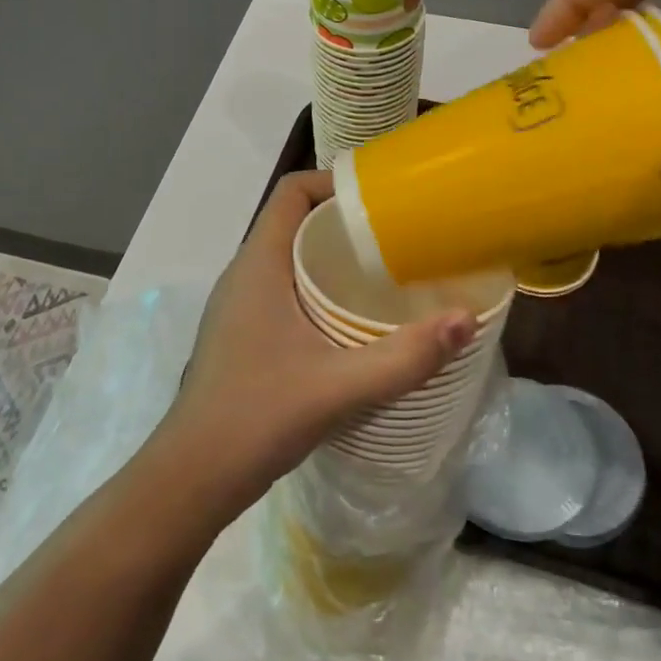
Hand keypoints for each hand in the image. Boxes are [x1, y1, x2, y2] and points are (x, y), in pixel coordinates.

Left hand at [152, 171, 474, 519]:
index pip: (291, 192)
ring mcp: (238, 306)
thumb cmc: (258, 416)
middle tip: (398, 239)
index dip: (333, 182)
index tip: (381, 199)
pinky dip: (318, 291)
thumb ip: (406, 356)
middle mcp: (243, 274)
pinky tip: (352, 324)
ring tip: (384, 277)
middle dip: (345, 223)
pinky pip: (284, 291)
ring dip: (332, 260)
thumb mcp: (341, 386)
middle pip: (295, 222)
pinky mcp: (242, 334)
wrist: (193, 477)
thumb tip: (467, 319)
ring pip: (289, 259)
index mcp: (258, 264)